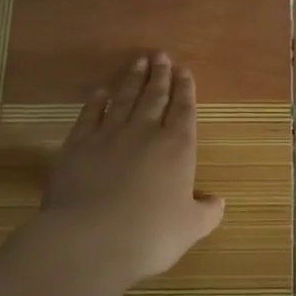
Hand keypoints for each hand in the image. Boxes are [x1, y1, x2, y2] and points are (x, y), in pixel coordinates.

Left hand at [35, 53, 226, 287]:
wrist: (91, 239)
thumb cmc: (151, 234)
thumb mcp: (191, 228)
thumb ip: (207, 212)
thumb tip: (218, 201)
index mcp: (177, 148)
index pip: (184, 110)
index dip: (185, 90)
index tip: (184, 71)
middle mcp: (145, 133)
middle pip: (154, 97)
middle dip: (160, 75)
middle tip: (161, 56)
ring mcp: (109, 135)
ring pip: (124, 99)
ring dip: (132, 79)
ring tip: (138, 62)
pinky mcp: (78, 144)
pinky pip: (90, 115)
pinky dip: (97, 101)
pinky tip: (101, 92)